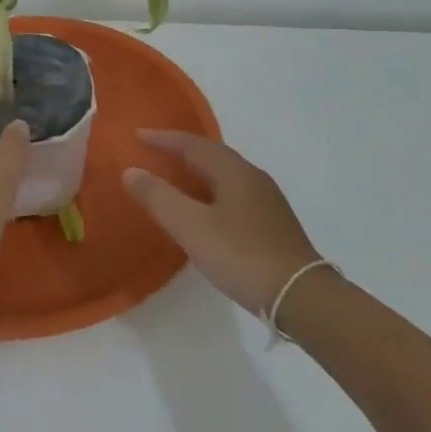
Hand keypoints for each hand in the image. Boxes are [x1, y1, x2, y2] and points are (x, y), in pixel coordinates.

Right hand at [123, 130, 321, 317]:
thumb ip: (159, 197)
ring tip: (175, 178)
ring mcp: (266, 200)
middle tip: (153, 153)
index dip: (163, 139)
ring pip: (225, 174)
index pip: (192, 144)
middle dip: (181, 151)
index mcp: (233, 171)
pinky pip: (234, 192)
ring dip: (198, 171)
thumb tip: (131, 170)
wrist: (300, 295)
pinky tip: (205, 210)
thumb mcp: (191, 227)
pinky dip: (211, 190)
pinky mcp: (273, 222)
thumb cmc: (241, 255)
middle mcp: (252, 176)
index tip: (138, 136)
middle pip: (212, 154)